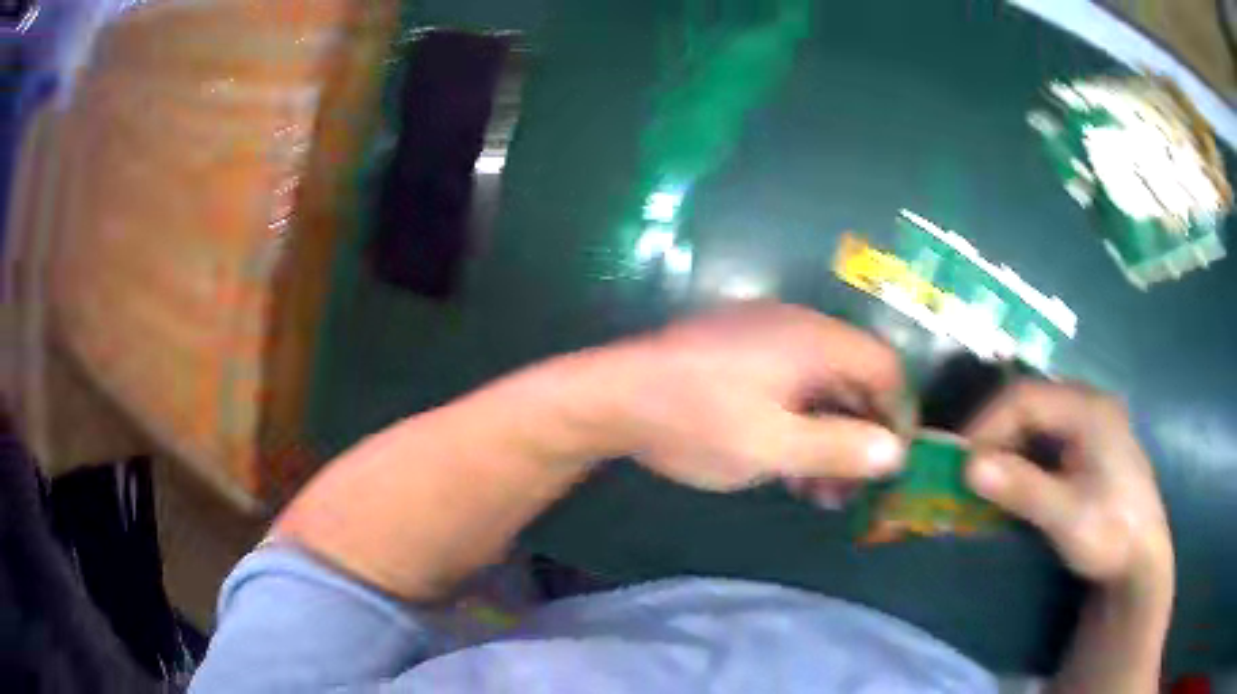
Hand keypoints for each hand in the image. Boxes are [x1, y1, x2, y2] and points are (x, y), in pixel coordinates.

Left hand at [596, 302, 905, 491]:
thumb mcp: (773, 447)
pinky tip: (790, 466)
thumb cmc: (697, 422)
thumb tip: (895, 453)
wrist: (613, 398)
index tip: (893, 462)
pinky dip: (799, 424)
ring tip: (821, 491)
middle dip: (859, 436)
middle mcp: (797, 328)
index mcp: (814, 340)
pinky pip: (789, 385)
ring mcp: (765, 336)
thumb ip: (839, 449)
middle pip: (854, 377)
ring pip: (820, 387)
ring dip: (828, 437)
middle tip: (853, 488)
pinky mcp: (739, 352)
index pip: (884, 368)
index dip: (898, 415)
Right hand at [964, 381, 1172, 591]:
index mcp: (1089, 410)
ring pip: (1040, 420)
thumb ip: (1022, 488)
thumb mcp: (1066, 516)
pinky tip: (1019, 481)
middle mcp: (1091, 405)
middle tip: (972, 471)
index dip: (988, 423)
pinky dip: (1027, 456)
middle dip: (997, 434)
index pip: (1026, 397)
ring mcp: (1093, 424)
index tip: (961, 460)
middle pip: (1032, 403)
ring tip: (989, 478)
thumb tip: (970, 467)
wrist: (1142, 558)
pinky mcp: (1092, 446)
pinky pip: (1050, 438)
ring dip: (1011, 446)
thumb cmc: (1110, 533)